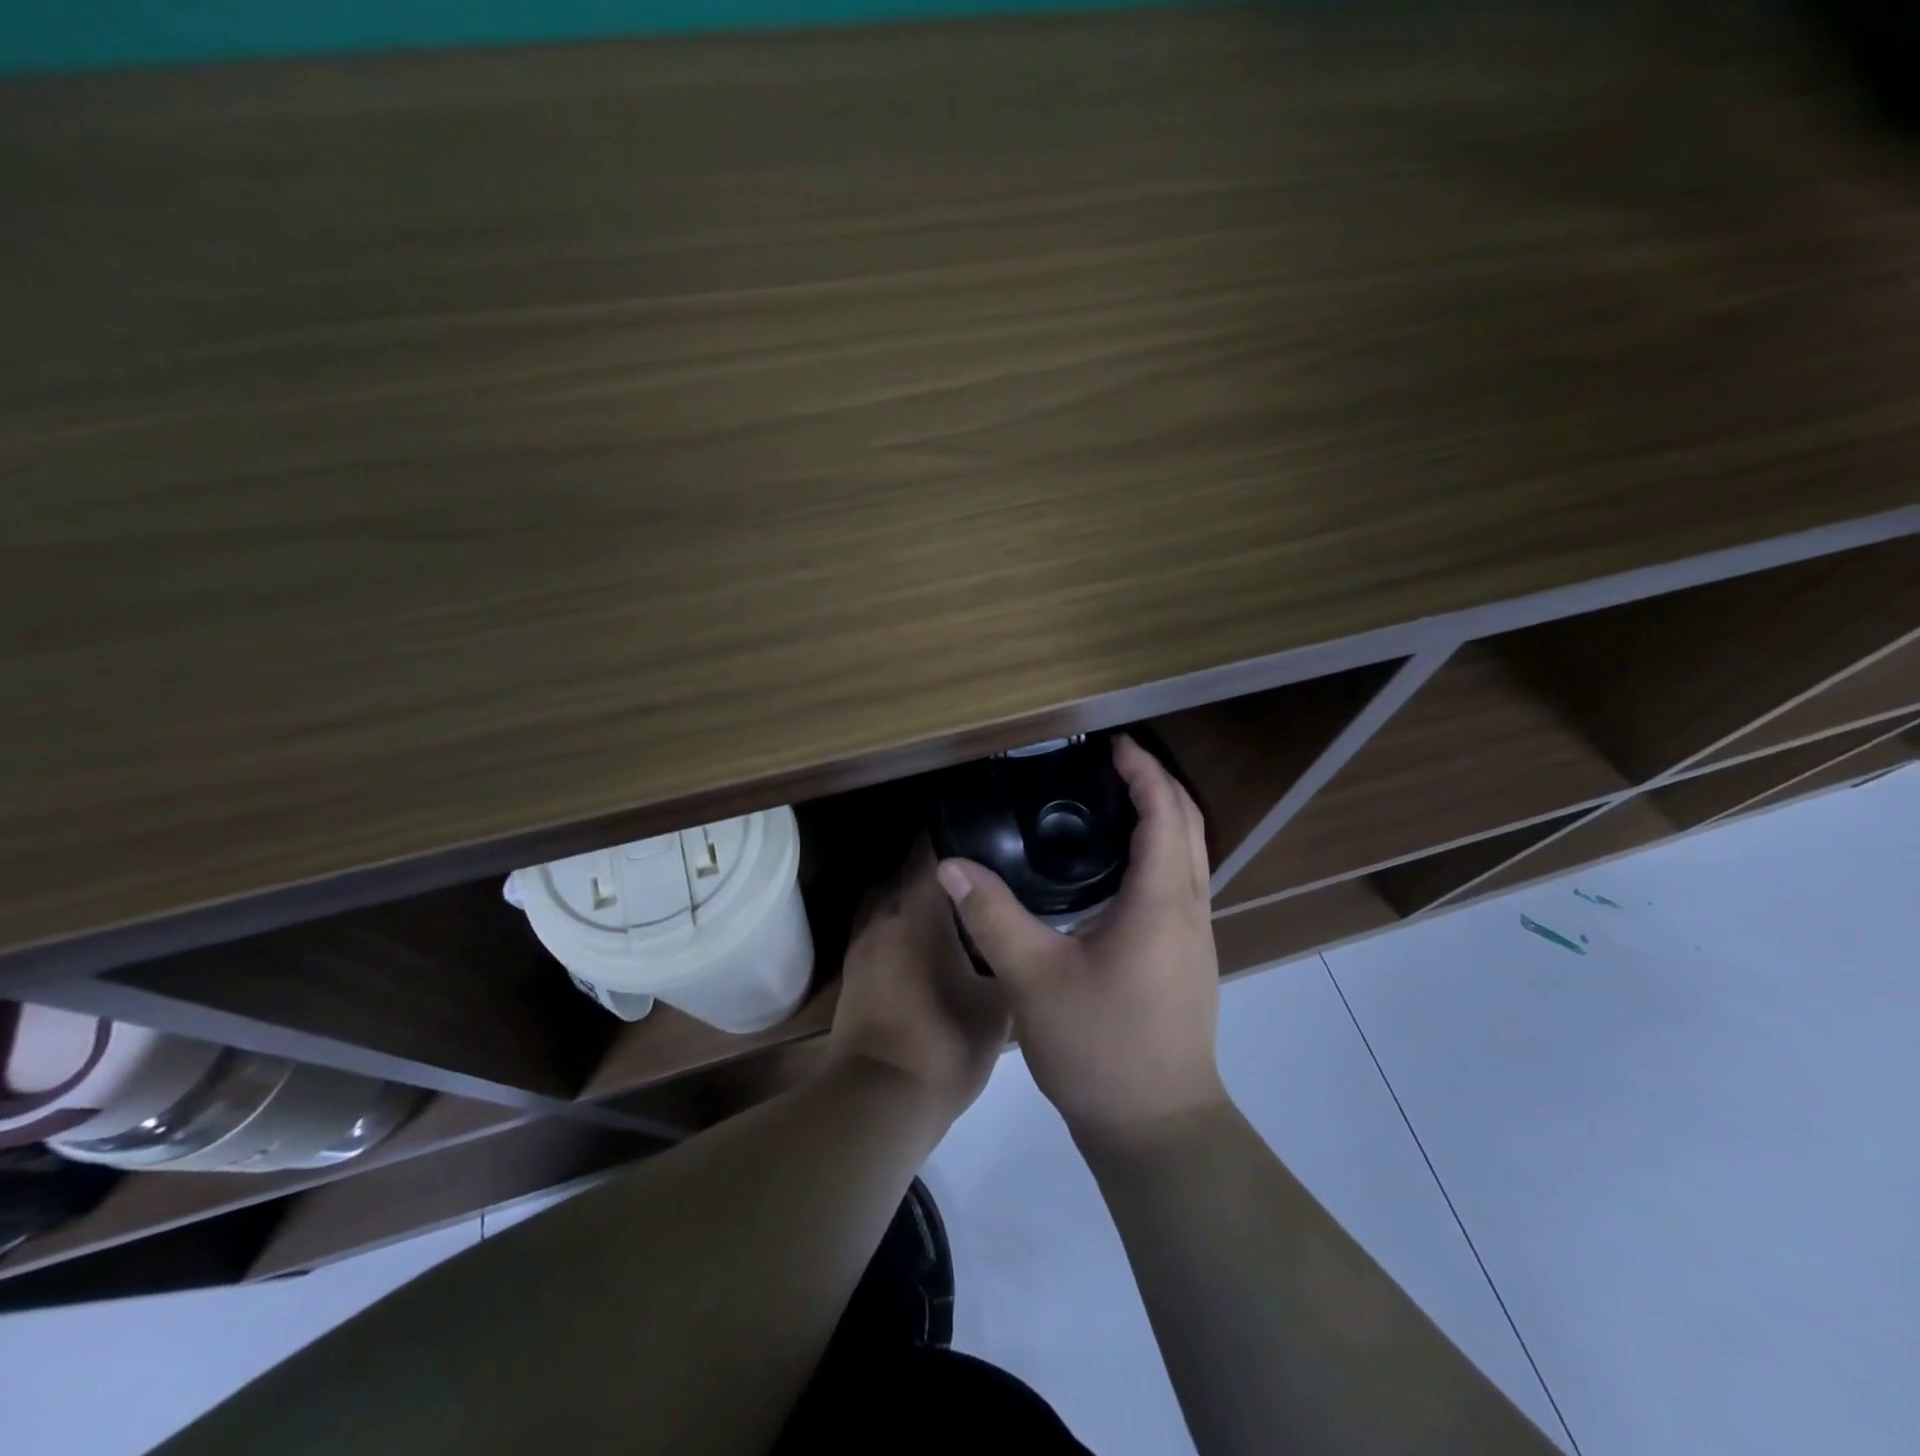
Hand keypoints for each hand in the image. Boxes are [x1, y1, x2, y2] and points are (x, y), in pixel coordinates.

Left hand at [827, 840, 1010, 1127]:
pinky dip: (899, 929)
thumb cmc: (944, 1046)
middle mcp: (884, 919)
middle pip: (904, 875)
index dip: (950, 834)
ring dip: (911, 900)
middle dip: (934, 870)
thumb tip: (1020, 942)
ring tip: (948, 911)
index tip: (975, 827)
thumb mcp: (998, 1007)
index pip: (929, 854)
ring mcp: (862, 947)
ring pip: (887, 904)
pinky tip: (924, 949)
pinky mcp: (853, 975)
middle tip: (971, 874)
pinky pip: (878, 933)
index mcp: (919, 916)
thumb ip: (1009, 964)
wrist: (878, 1102)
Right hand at [935, 736, 1227, 1148]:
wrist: (1157, 1127)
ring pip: (1192, 854)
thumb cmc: (1101, 1048)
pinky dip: (1160, 850)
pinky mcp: (1189, 958)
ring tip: (1115, 801)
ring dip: (1164, 816)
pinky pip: (1183, 881)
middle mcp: (1190, 909)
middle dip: (1158, 783)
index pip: (1165, 814)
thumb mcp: (1035, 980)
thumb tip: (952, 867)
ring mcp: (1196, 936)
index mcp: (1162, 902)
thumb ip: (993, 918)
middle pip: (1189, 824)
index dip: (1144, 771)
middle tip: (1113, 762)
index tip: (1113, 744)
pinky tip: (1118, 868)